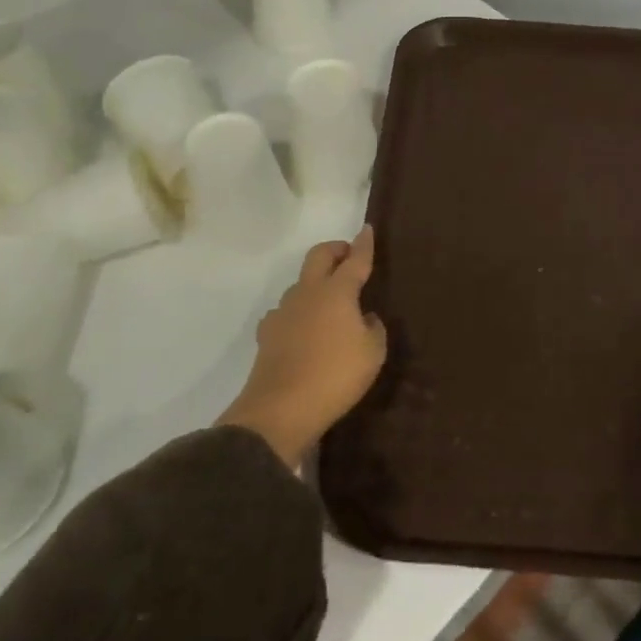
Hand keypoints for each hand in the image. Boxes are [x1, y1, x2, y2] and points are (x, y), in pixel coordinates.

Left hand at [219, 227, 387, 465]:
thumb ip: (373, 328)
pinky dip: (298, 312)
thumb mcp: (372, 353)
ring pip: (300, 283)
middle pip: (318, 256)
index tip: (367, 229)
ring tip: (330, 301)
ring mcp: (283, 312)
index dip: (363, 244)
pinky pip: (285, 312)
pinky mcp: (267, 334)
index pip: (354, 260)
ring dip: (316, 282)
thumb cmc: (336, 376)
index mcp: (337, 292)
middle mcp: (308, 293)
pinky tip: (303, 328)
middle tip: (348, 257)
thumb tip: (365, 317)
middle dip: (335, 249)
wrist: (280, 410)